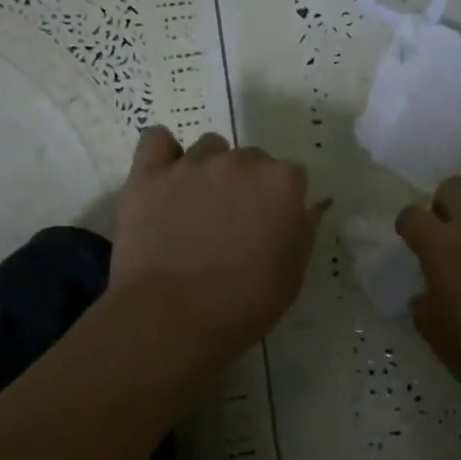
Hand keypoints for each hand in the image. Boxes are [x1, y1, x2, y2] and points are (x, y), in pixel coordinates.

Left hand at [107, 128, 325, 372]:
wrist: (172, 320)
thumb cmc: (243, 305)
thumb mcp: (292, 275)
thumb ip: (304, 230)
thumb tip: (312, 205)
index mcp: (282, 184)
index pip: (292, 176)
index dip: (282, 201)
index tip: (272, 226)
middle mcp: (240, 163)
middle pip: (251, 159)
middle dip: (248, 184)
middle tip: (234, 223)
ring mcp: (192, 165)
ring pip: (209, 149)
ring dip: (210, 170)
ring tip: (197, 207)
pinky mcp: (148, 175)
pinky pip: (156, 139)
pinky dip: (163, 152)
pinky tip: (165, 177)